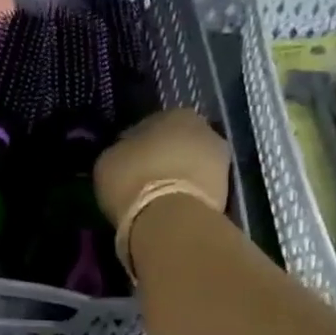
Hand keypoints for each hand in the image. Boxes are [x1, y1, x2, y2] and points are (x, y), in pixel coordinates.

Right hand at [93, 108, 230, 225]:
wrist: (171, 221)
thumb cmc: (134, 180)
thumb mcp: (108, 161)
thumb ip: (119, 151)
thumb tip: (124, 154)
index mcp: (175, 113)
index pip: (150, 125)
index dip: (136, 144)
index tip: (126, 162)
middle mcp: (205, 129)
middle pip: (177, 143)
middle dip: (163, 158)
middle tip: (143, 180)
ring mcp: (222, 161)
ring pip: (191, 166)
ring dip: (178, 177)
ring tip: (157, 198)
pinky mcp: (227, 192)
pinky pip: (199, 189)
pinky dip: (187, 196)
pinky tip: (170, 209)